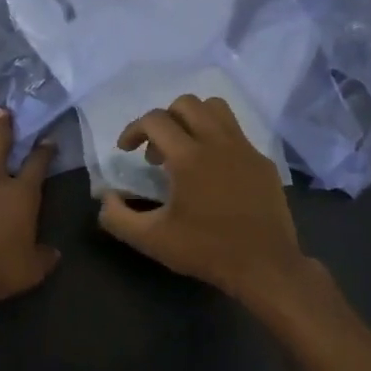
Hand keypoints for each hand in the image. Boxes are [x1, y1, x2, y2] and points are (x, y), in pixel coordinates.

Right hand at [96, 94, 311, 303]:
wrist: (265, 265)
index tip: (126, 150)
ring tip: (184, 150)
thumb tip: (105, 197)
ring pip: (216, 109)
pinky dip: (217, 139)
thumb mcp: (151, 240)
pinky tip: (213, 172)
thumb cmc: (206, 250)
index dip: (134, 129)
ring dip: (193, 120)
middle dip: (164, 120)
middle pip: (187, 104)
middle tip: (156, 152)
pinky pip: (236, 134)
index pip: (155, 120)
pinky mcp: (263, 162)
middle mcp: (218, 142)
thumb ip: (118, 217)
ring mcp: (245, 149)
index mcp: (189, 157)